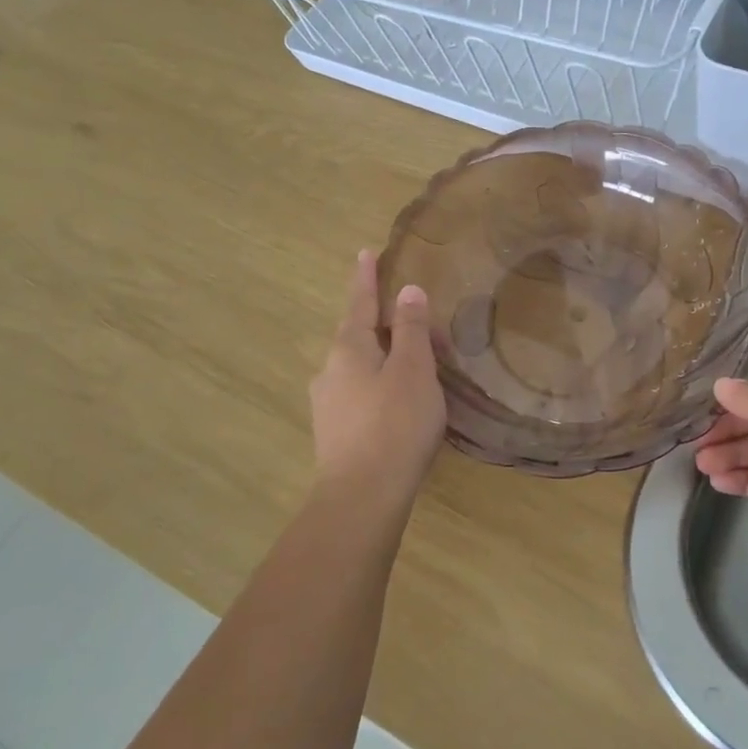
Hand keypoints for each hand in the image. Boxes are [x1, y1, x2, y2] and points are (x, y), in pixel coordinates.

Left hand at [308, 250, 446, 515]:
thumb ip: (411, 329)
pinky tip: (397, 405)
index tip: (365, 252)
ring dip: (385, 359)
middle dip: (387, 326)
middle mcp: (330, 370)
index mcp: (349, 348)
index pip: (360, 302)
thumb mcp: (414, 370)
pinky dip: (380, 387)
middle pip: (359, 336)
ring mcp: (327, 404)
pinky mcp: (333, 433)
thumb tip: (408, 291)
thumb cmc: (395, 424)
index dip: (366, 278)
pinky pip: (359, 394)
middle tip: (420, 327)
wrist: (362, 496)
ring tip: (416, 368)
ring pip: (359, 368)